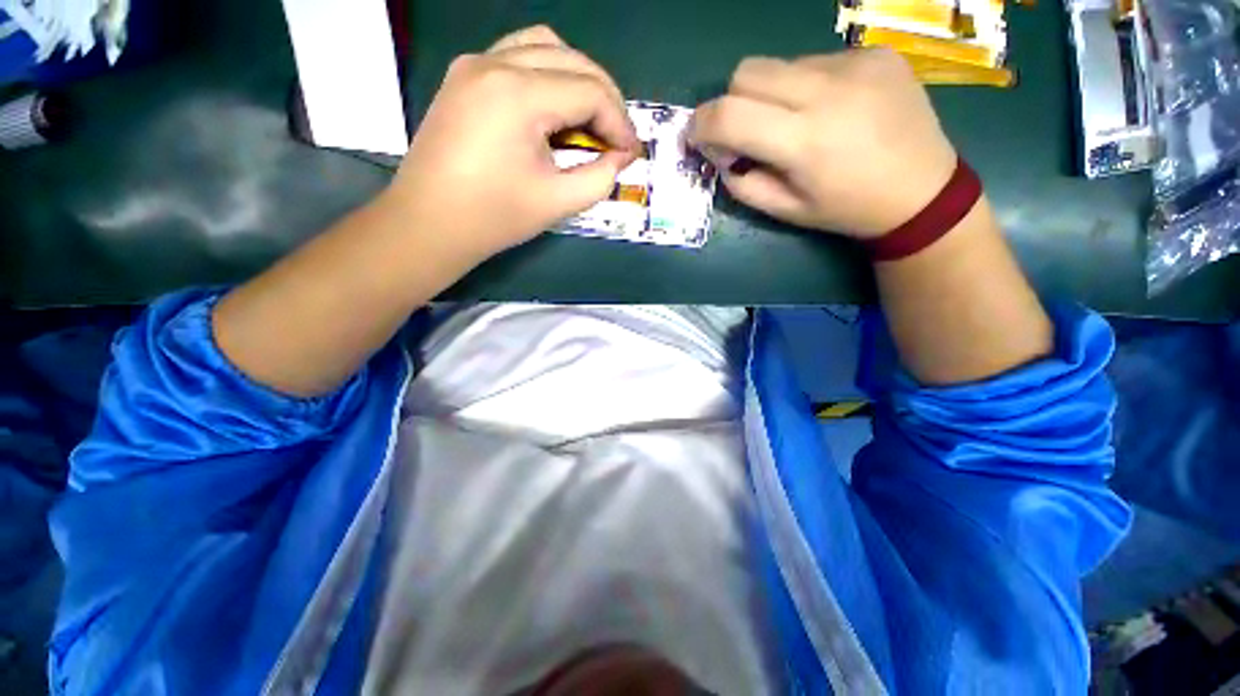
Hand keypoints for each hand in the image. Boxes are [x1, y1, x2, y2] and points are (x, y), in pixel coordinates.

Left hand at [386, 25, 638, 261]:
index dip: (620, 122)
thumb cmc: (493, 218)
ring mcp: (475, 63)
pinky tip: (555, 108)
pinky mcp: (464, 75)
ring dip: (578, 78)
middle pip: (572, 59)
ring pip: (545, 46)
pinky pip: (518, 55)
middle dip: (606, 98)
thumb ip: (599, 177)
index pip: (589, 91)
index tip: (631, 154)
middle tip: (618, 138)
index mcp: (518, 94)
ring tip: (591, 119)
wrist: (428, 223)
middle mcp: (495, 63)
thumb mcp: (557, 203)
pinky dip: (548, 74)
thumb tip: (620, 157)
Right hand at [689, 48, 958, 238]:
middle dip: (731, 102)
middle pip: (747, 72)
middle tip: (745, 130)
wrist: (922, 191)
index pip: (729, 114)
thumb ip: (741, 183)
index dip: (701, 123)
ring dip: (770, 94)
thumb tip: (718, 153)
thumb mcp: (785, 211)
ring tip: (795, 121)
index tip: (697, 136)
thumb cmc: (846, 209)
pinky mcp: (874, 52)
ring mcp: (855, 64)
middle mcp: (827, 91)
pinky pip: (816, 61)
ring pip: (780, 65)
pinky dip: (806, 85)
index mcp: (803, 141)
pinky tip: (830, 108)